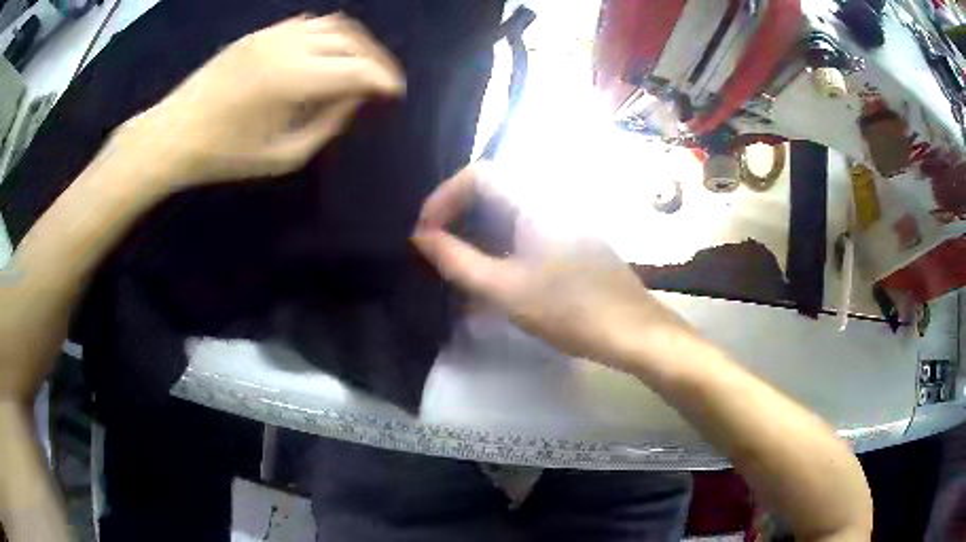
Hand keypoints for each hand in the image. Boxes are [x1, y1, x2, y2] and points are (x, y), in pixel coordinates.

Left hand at [116, 13, 403, 185]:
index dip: (384, 81)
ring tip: (358, 63)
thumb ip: (327, 125)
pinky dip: (328, 34)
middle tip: (381, 80)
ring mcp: (274, 34)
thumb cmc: (225, 155)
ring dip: (354, 42)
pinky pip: (307, 24)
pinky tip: (326, 52)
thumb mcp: (283, 156)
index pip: (359, 70)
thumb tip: (355, 99)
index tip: (395, 94)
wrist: (174, 133)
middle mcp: (291, 46)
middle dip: (376, 60)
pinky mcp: (261, 33)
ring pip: (333, 25)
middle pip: (353, 41)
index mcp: (297, 79)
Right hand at [411, 164, 697, 370]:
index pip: (477, 174)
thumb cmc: (568, 309)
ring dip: (478, 232)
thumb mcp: (503, 289)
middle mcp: (551, 197)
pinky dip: (501, 243)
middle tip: (437, 248)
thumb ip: (456, 260)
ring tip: (458, 264)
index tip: (425, 232)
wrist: (631, 331)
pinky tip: (492, 273)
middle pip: (492, 189)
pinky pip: (526, 227)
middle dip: (458, 215)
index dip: (444, 197)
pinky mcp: (572, 236)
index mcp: (535, 198)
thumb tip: (421, 238)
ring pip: (508, 211)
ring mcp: (565, 216)